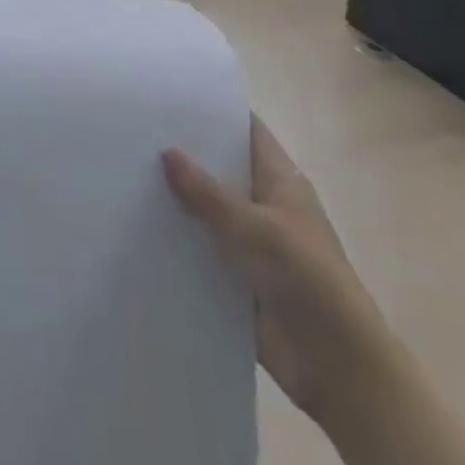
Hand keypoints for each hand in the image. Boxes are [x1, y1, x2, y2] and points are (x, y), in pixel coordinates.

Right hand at [162, 121, 395, 428]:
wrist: (339, 369)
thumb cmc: (308, 281)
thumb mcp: (256, 229)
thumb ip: (208, 193)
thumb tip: (167, 151)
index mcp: (280, 181)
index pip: (245, 130)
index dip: (214, 111)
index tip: (169, 94)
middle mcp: (264, 205)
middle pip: (220, 168)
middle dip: (184, 153)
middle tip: (134, 130)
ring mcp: (251, 243)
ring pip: (206, 210)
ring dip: (176, 200)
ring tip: (124, 173)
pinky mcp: (237, 278)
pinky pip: (201, 250)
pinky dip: (177, 241)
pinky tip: (136, 226)